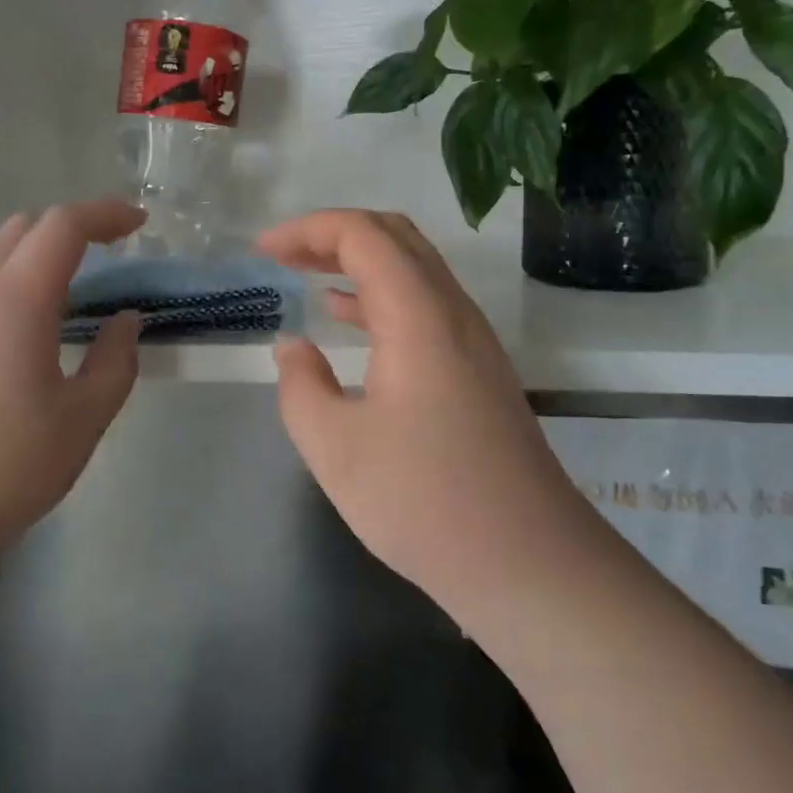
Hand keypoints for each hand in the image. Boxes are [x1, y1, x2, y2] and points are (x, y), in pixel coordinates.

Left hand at [0, 201, 145, 573]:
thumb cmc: (0, 469)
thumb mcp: (82, 422)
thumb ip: (115, 362)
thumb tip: (125, 321)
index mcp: (18, 299)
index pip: (64, 226)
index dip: (106, 214)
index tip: (139, 224)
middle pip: (25, 226)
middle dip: (73, 227)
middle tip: (110, 255)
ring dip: (34, 245)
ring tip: (65, 280)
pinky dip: (3, 269)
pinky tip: (16, 315)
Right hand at [258, 210, 584, 627]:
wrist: (529, 563)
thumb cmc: (424, 503)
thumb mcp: (336, 448)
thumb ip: (301, 386)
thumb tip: (294, 347)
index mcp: (418, 316)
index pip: (363, 235)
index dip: (308, 230)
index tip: (263, 252)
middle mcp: (452, 312)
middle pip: (395, 236)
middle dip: (332, 234)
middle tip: (283, 255)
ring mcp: (473, 339)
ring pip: (414, 268)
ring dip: (358, 261)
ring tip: (305, 276)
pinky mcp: (478, 368)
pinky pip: (424, 303)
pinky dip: (379, 295)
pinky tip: (347, 319)